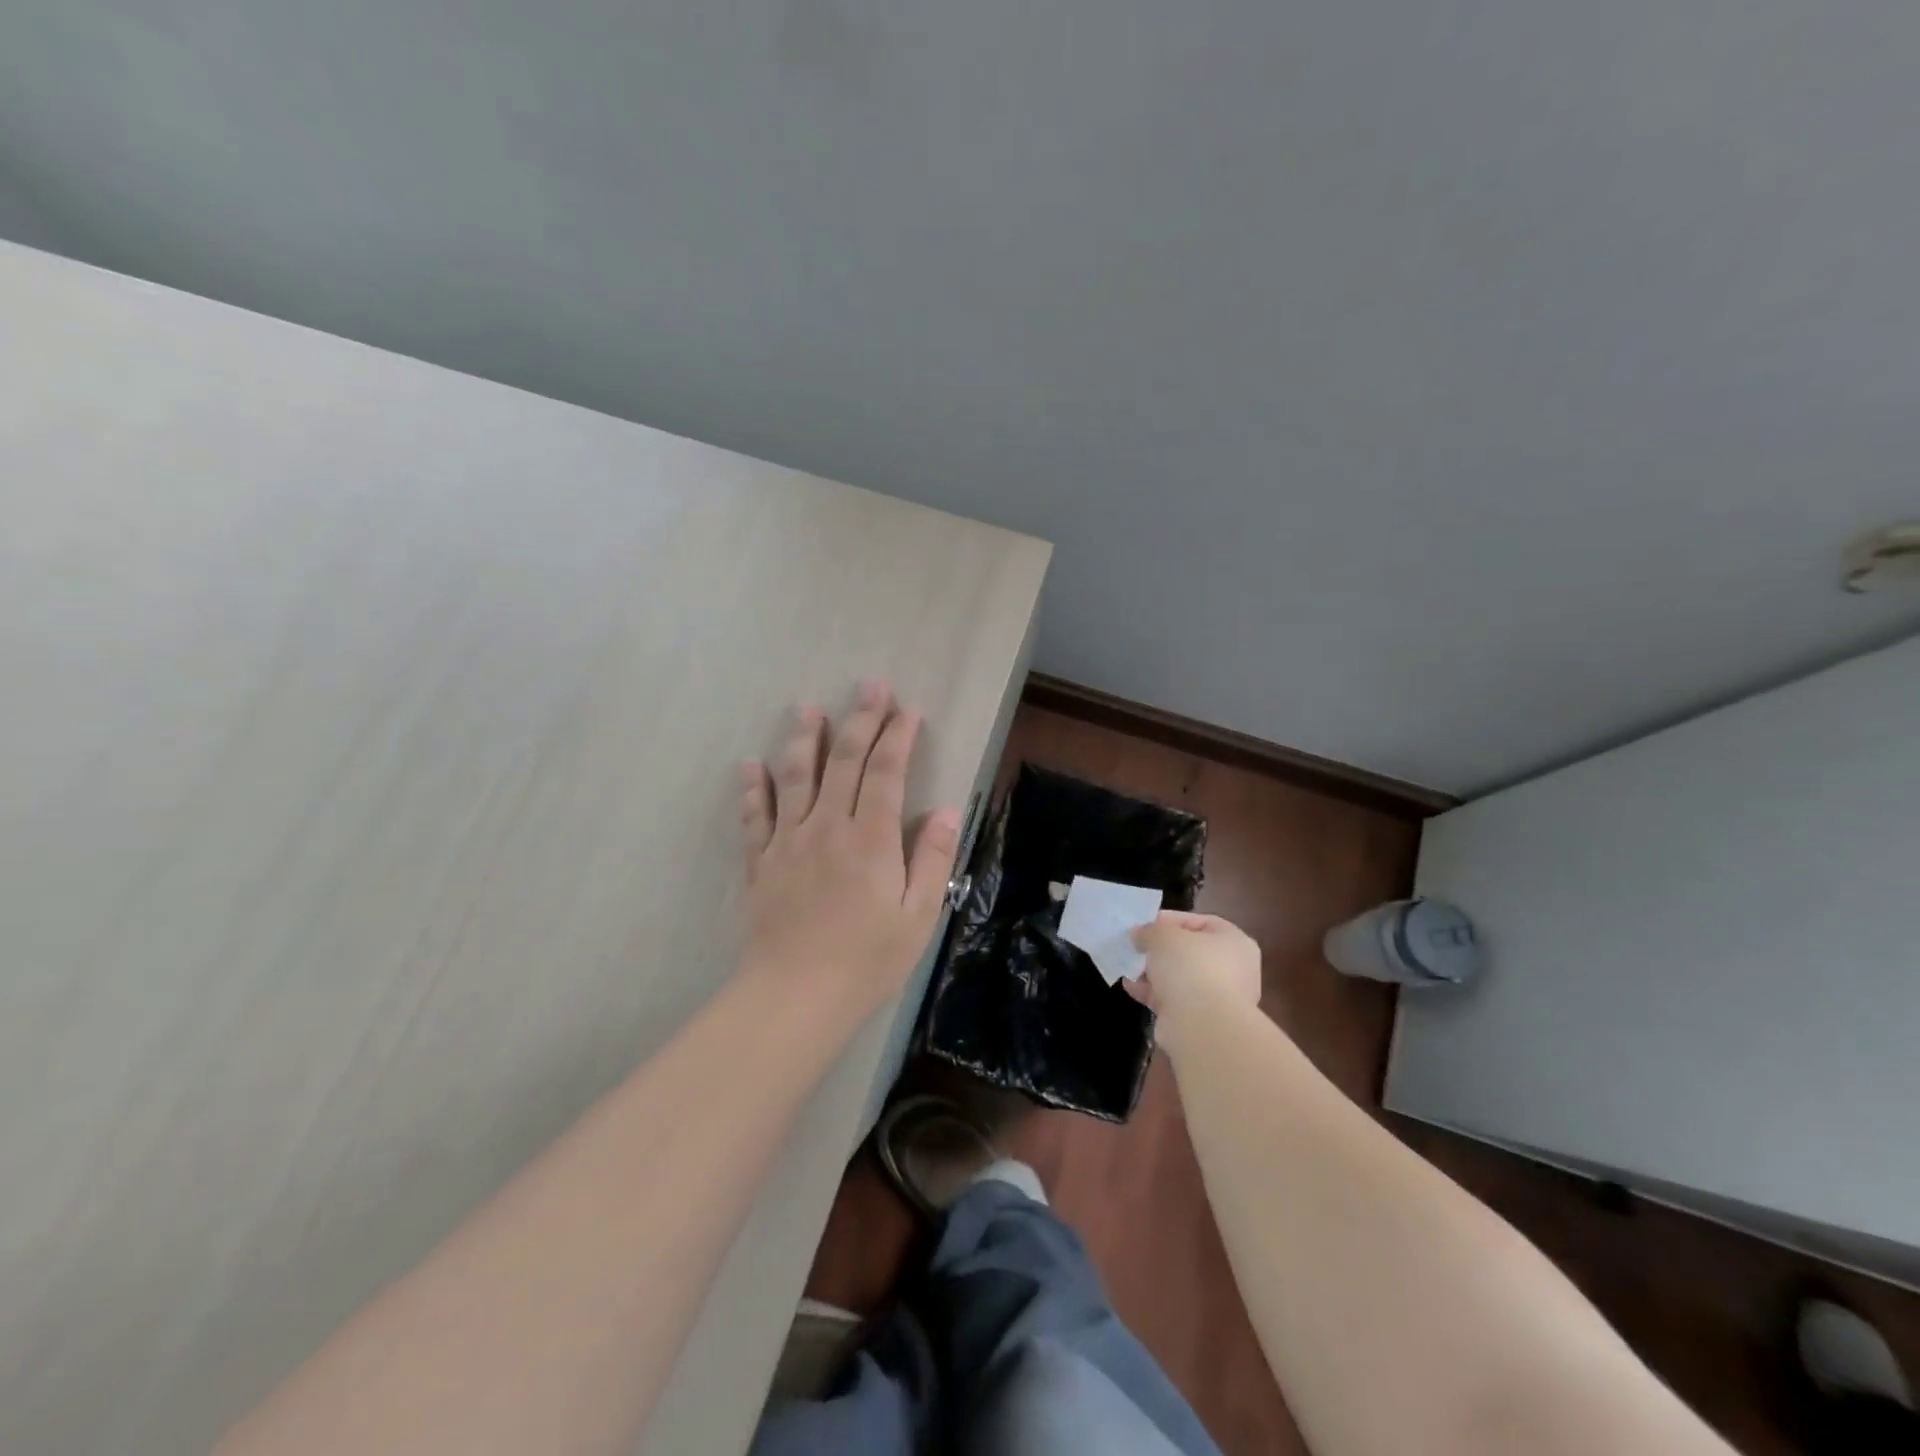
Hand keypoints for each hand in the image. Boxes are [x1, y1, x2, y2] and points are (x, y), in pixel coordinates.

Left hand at [738, 681, 960, 1021]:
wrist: (795, 997)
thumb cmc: (866, 961)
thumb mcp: (918, 917)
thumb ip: (933, 859)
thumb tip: (949, 810)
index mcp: (871, 839)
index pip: (887, 772)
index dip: (898, 736)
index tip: (908, 710)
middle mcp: (828, 826)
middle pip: (844, 761)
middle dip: (861, 719)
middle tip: (871, 685)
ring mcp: (788, 841)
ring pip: (796, 776)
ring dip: (804, 738)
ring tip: (807, 707)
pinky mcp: (760, 861)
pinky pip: (754, 815)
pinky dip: (752, 787)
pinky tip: (750, 763)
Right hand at [1128, 911, 1262, 1050]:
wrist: (1202, 1027)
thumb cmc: (1190, 967)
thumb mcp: (1162, 935)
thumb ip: (1149, 930)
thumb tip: (1140, 936)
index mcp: (1235, 942)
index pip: (1202, 922)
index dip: (1171, 920)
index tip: (1145, 924)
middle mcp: (1233, 969)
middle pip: (1190, 951)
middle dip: (1160, 949)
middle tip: (1136, 945)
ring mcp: (1218, 998)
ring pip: (1180, 978)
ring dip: (1153, 972)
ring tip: (1128, 965)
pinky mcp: (1200, 1021)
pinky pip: (1172, 999)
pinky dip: (1152, 992)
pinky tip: (1130, 986)